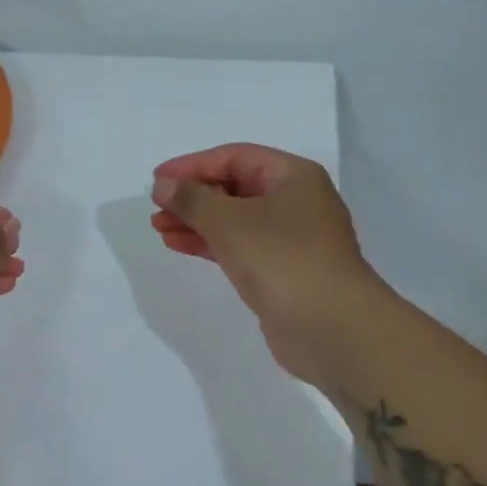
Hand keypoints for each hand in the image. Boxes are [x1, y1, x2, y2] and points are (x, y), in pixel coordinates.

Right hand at [151, 144, 383, 386]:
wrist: (331, 328)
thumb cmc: (281, 259)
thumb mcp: (229, 221)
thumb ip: (191, 199)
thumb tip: (163, 184)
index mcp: (293, 176)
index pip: (235, 157)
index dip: (192, 165)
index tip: (157, 180)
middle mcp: (296, 201)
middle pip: (235, 187)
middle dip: (193, 196)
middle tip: (156, 208)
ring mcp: (291, 239)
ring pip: (235, 220)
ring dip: (197, 221)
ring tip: (159, 228)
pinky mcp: (283, 271)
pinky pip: (240, 246)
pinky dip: (210, 243)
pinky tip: (180, 245)